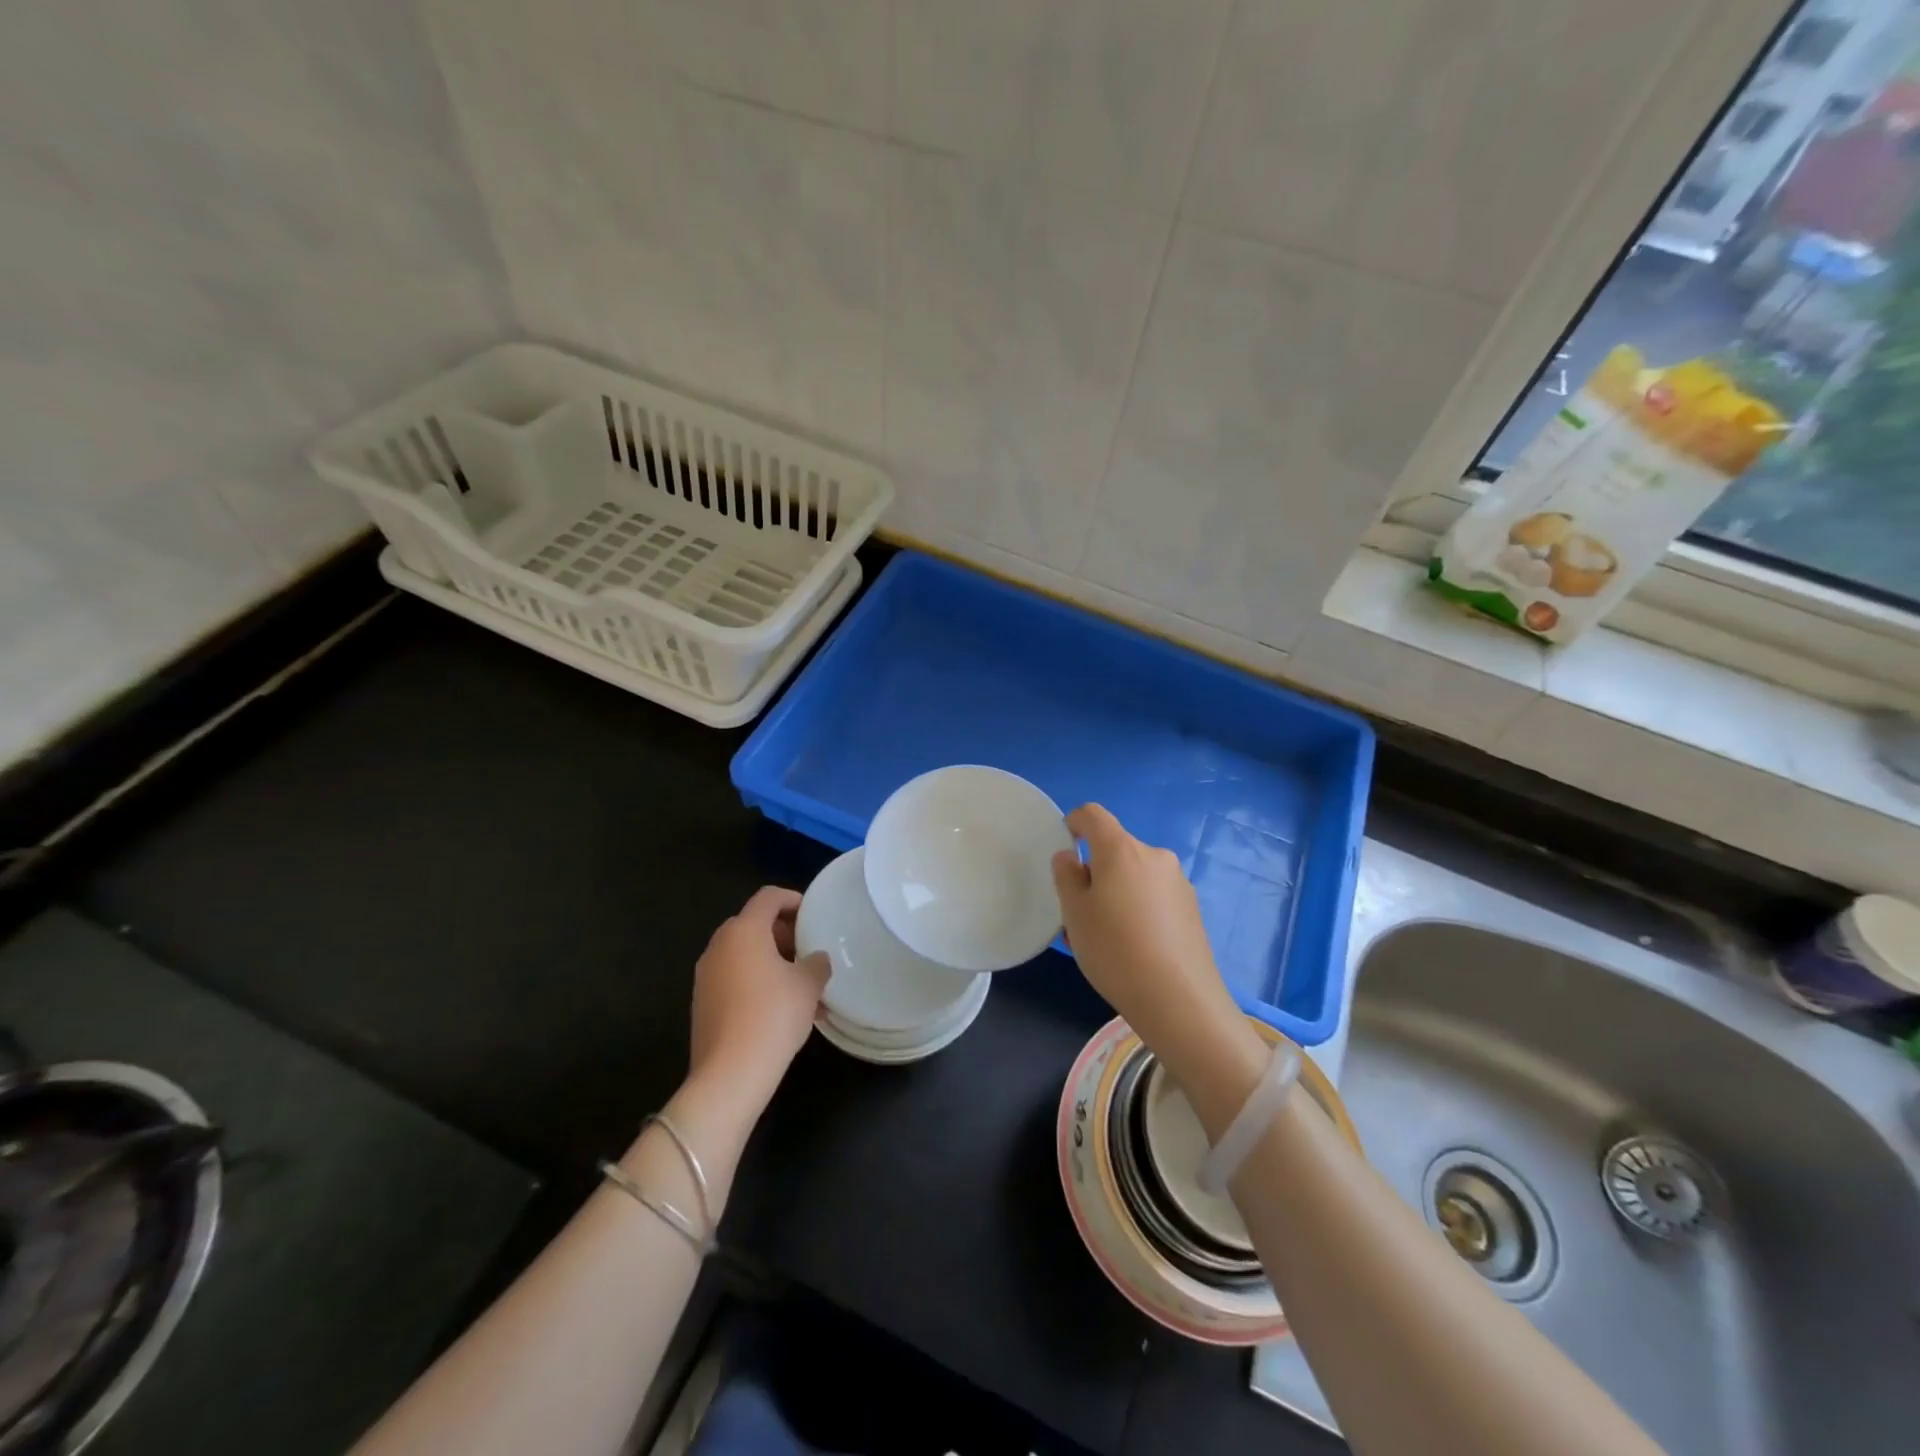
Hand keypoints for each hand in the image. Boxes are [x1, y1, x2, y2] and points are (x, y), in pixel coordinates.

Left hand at [688, 887, 829, 1106]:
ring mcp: (706, 976)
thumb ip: (816, 963)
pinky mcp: (702, 1003)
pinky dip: (757, 982)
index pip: (768, 897)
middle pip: (753, 924)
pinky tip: (782, 1009)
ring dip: (772, 961)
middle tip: (807, 950)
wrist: (730, 1074)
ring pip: (744, 955)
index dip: (793, 899)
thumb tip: (815, 959)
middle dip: (783, 934)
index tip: (813, 914)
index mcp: (744, 931)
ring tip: (801, 986)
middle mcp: (719, 946)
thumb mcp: (808, 985)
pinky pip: (734, 979)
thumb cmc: (773, 1015)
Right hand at [1051, 805, 1257, 1083]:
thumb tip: (1071, 857)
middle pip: (1116, 849)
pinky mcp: (1192, 909)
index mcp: (1122, 849)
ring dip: (1116, 892)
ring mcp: (1178, 882)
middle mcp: (1154, 856)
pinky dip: (1137, 908)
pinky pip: (1154, 896)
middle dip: (1095, 870)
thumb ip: (1067, 876)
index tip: (1064, 845)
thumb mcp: (1074, 914)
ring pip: (1135, 875)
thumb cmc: (1114, 950)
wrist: (1179, 1000)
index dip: (1074, 822)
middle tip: (1078, 911)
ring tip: (1104, 936)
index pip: (1093, 815)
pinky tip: (1132, 947)